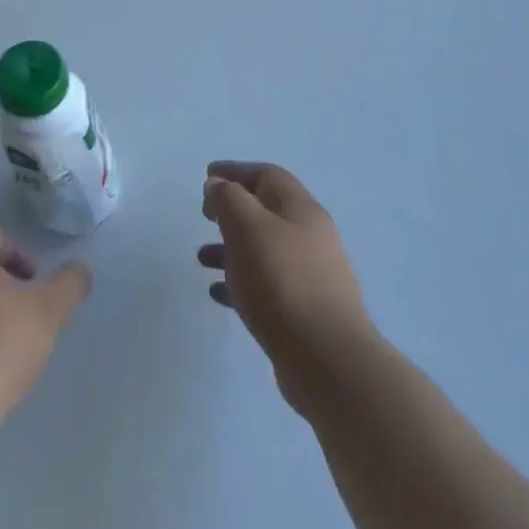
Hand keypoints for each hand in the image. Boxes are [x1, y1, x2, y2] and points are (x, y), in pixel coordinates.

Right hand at [198, 162, 374, 407]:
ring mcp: (311, 274)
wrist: (327, 358)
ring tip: (201, 258)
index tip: (207, 175)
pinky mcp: (304, 310)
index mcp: (301, 209)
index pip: (267, 175)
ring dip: (232, 247)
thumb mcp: (248, 228)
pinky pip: (266, 284)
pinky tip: (218, 293)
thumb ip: (229, 199)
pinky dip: (241, 281)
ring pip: (265, 248)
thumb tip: (219, 185)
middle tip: (205, 214)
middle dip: (233, 208)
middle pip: (268, 210)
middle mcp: (310, 236)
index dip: (235, 171)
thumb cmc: (282, 281)